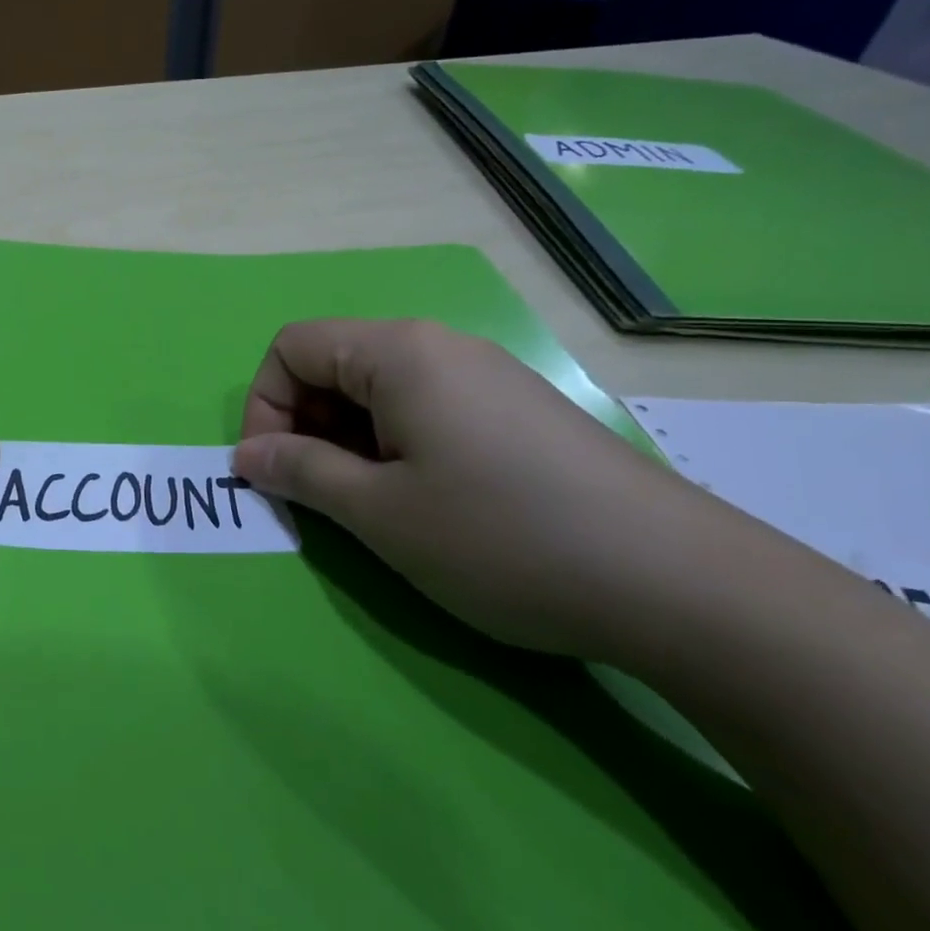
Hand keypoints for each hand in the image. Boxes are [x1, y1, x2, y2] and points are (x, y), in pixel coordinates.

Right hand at [230, 319, 712, 657]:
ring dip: (350, 441)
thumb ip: (301, 472)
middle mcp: (441, 346)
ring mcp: (486, 376)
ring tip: (374, 507)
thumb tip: (248, 456)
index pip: (292, 346)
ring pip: (380, 390)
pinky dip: (397, 447)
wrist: (681, 584)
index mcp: (399, 352)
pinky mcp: (517, 410)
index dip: (264, 406)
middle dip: (306, 425)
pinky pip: (426, 409)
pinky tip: (429, 502)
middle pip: (335, 363)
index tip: (274, 471)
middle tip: (321, 496)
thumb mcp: (380, 513)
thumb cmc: (503, 536)